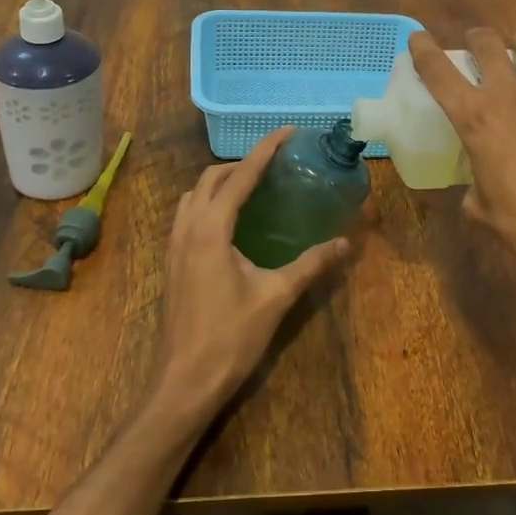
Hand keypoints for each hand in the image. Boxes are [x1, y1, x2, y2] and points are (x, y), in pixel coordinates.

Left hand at [147, 127, 350, 426]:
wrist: (184, 382)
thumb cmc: (230, 337)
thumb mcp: (276, 297)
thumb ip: (311, 265)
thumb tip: (345, 243)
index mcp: (211, 229)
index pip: (240, 176)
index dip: (265, 150)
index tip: (288, 132)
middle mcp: (187, 228)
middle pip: (210, 178)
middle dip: (241, 164)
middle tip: (273, 166)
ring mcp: (174, 246)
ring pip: (192, 196)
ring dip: (219, 183)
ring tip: (251, 190)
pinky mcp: (171, 263)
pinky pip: (186, 216)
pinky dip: (206, 204)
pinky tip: (229, 226)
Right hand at [408, 29, 515, 325]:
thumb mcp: (481, 209)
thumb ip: (473, 186)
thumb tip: (477, 187)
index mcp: (474, 119)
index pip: (438, 71)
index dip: (423, 49)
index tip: (418, 39)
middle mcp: (509, 94)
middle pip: (487, 43)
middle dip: (477, 39)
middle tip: (478, 46)